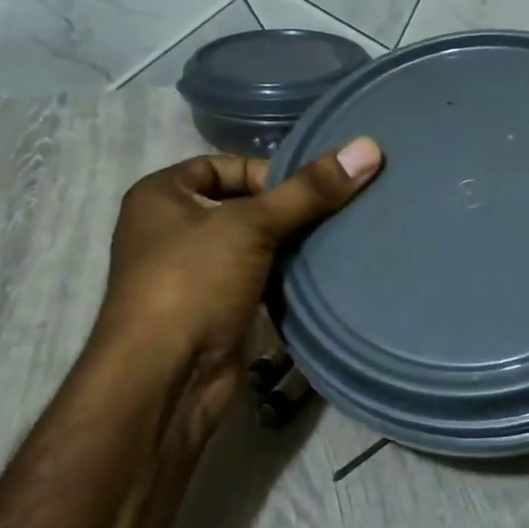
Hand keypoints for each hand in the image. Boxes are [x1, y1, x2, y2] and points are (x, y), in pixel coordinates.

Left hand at [86, 137, 383, 443]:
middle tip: (334, 212)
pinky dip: (279, 275)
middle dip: (284, 209)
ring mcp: (189, 272)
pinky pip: (252, 277)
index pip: (223, 165)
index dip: (267, 172)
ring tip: (333, 240)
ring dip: (285, 244)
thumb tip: (368, 147)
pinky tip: (314, 275)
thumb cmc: (193, 283)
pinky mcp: (210, 308)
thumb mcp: (251, 225)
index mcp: (160, 195)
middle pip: (239, 204)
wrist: (163, 379)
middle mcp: (168, 228)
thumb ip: (309, 190)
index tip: (312, 189)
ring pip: (248, 244)